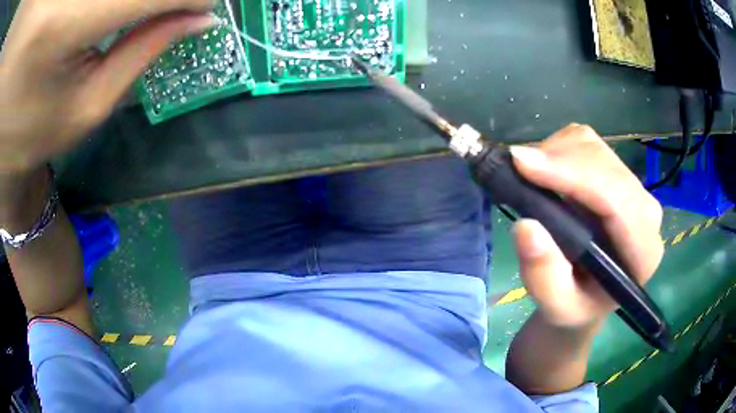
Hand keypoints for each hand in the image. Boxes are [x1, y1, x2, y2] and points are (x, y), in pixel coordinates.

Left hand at [0, 0, 215, 171]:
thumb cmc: (36, 132)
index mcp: (64, 25)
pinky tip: (113, 13)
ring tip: (133, 17)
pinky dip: (113, 1)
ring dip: (127, 2)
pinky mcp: (56, 3)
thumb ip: (144, 49)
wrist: (3, 141)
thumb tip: (201, 16)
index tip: (205, 6)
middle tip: (177, 8)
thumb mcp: (89, 104)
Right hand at [509, 124, 663, 329]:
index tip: (522, 165)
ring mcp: (632, 187)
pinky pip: (586, 142)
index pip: (617, 199)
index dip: (573, 175)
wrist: (588, 297)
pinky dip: (558, 147)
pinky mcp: (616, 173)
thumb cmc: (576, 306)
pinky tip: (544, 171)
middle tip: (515, 168)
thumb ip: (544, 277)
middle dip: (558, 158)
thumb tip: (526, 226)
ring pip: (593, 145)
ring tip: (528, 175)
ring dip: (555, 151)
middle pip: (604, 163)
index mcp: (643, 251)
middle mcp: (645, 212)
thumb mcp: (557, 308)